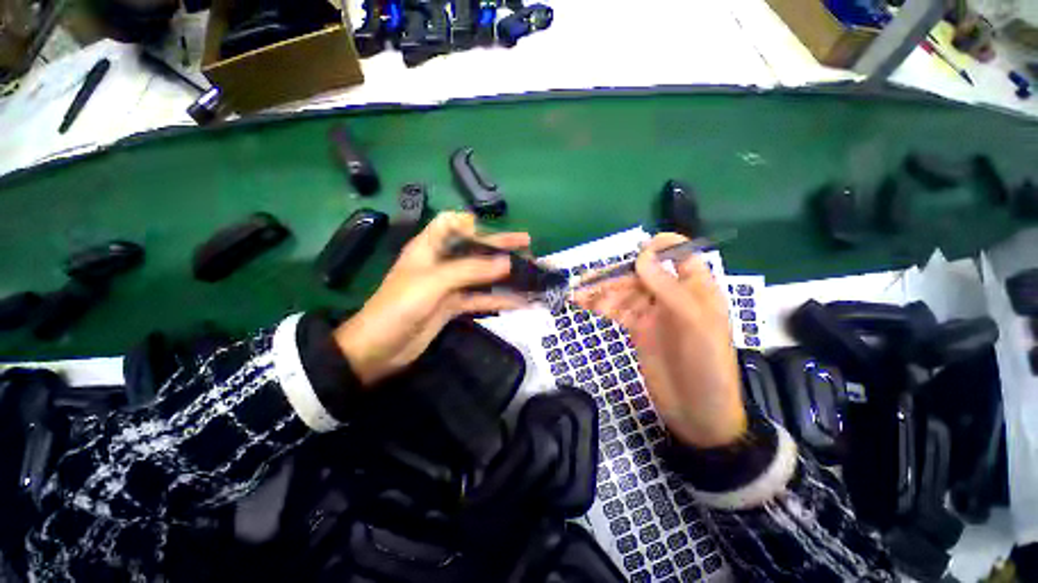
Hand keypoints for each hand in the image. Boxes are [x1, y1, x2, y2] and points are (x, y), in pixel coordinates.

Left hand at [335, 212, 529, 385]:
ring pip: (482, 276)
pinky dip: (499, 300)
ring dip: (505, 276)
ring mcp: (449, 286)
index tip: (493, 231)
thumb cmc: (399, 307)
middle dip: (501, 247)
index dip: (471, 223)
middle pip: (474, 249)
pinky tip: (520, 302)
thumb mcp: (434, 282)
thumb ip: (471, 270)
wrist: (378, 349)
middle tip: (528, 246)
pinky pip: (481, 299)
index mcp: (429, 247)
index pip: (450, 223)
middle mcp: (441, 263)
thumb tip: (506, 262)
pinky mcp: (454, 307)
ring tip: (531, 275)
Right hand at [574, 233, 745, 448]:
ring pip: (625, 291)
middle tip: (588, 281)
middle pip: (641, 274)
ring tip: (578, 293)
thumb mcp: (694, 323)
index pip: (680, 255)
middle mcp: (673, 295)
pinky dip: (600, 304)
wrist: (697, 413)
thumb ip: (668, 287)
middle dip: (616, 275)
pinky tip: (583, 303)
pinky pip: (617, 309)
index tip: (636, 255)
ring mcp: (652, 312)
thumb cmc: (707, 366)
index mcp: (696, 289)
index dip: (659, 248)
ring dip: (602, 290)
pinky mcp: (637, 328)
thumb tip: (643, 255)